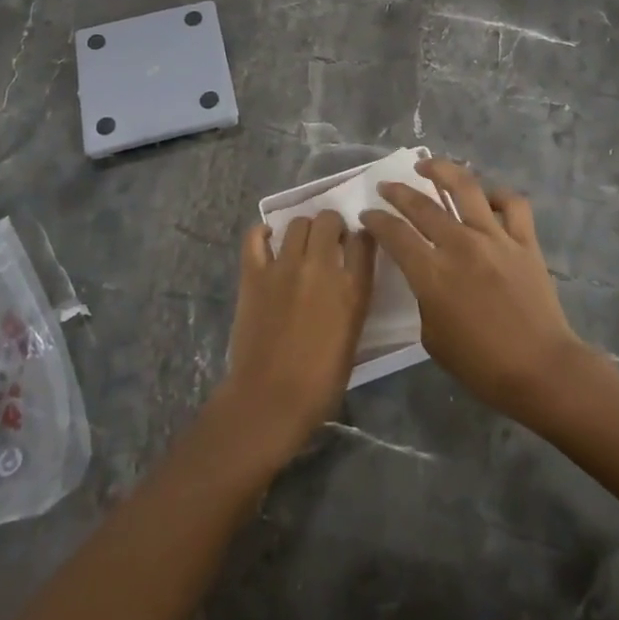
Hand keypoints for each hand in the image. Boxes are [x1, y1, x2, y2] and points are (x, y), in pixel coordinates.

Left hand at [215, 211, 374, 467]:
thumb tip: (345, 276)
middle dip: (331, 225)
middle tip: (327, 241)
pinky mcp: (254, 273)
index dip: (360, 236)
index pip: (364, 240)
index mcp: (353, 288)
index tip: (354, 242)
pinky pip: (255, 237)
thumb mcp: (352, 334)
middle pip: (329, 221)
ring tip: (300, 244)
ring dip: (303, 228)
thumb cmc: (321, 380)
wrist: (271, 398)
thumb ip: (352, 297)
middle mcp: (321, 267)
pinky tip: (268, 239)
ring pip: (297, 223)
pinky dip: (263, 233)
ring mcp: (284, 266)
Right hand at [362, 159, 595, 423]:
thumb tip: (427, 276)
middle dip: (398, 191)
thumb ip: (424, 298)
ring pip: (465, 187)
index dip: (376, 220)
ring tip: (428, 165)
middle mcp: (460, 245)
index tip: (367, 215)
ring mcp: (495, 238)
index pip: (394, 234)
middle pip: (422, 205)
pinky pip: (512, 204)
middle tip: (386, 186)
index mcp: (432, 273)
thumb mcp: (433, 336)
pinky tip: (486, 198)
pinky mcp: (525, 241)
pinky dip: (497, 195)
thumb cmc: (481, 365)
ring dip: (442, 170)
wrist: (541, 370)